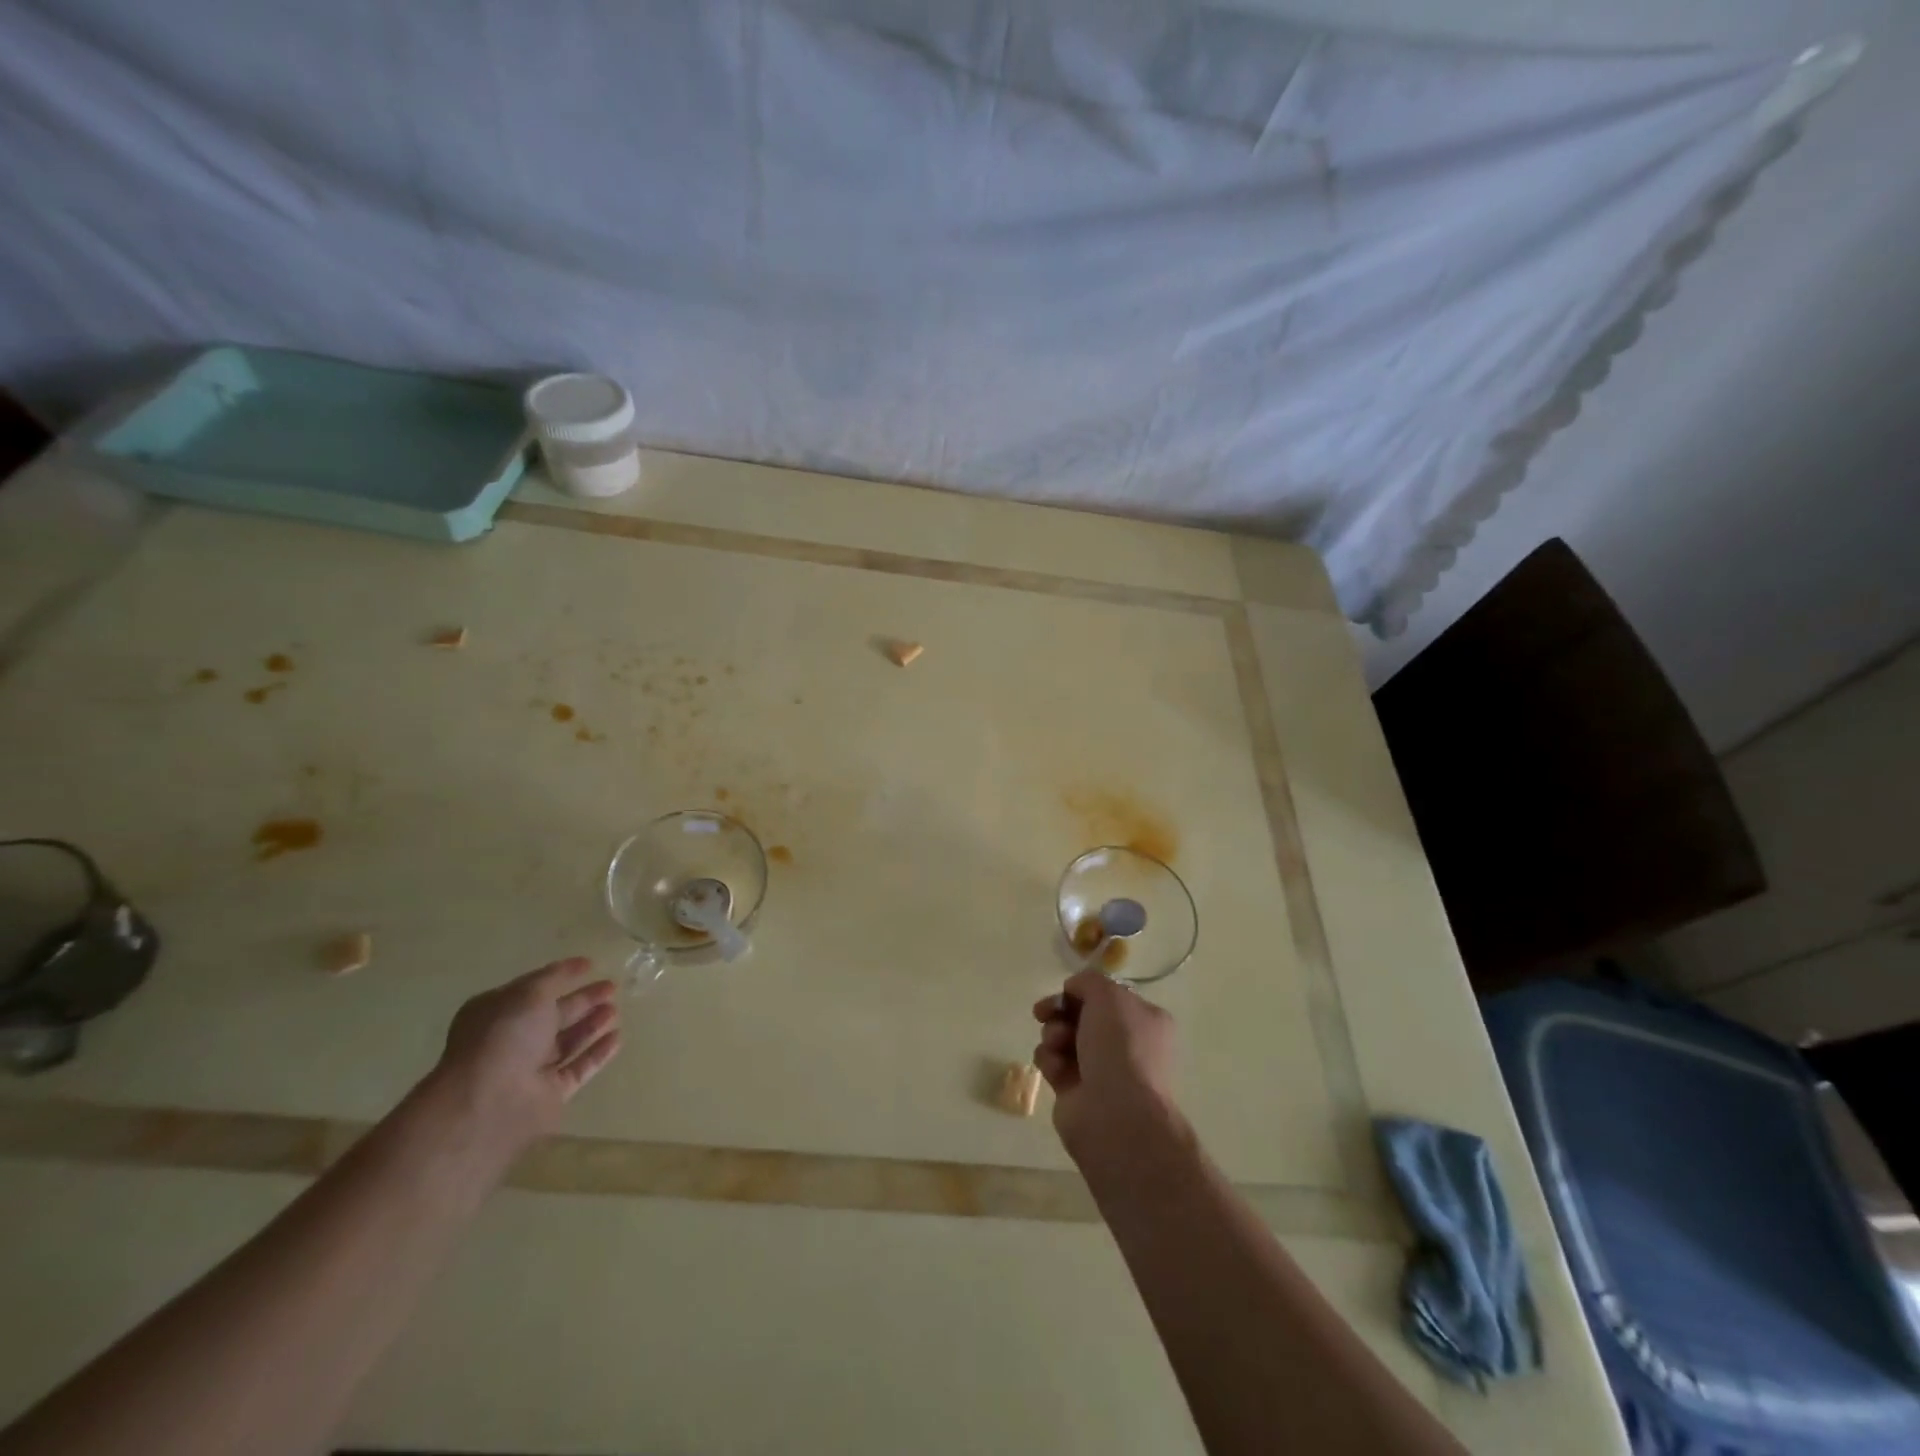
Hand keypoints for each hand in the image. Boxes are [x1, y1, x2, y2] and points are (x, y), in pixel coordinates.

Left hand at [432, 957, 621, 1159]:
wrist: (488, 1102)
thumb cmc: (504, 1037)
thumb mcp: (530, 993)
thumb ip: (556, 976)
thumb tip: (581, 964)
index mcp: (500, 1012)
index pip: (535, 990)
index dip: (562, 976)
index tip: (591, 966)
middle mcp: (514, 1039)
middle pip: (555, 1015)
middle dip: (583, 1000)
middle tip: (612, 987)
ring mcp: (532, 1068)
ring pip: (568, 1041)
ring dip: (592, 1024)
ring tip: (616, 1010)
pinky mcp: (552, 1093)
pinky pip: (580, 1068)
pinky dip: (598, 1053)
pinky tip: (617, 1037)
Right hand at [1031, 969, 1176, 1162]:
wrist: (1116, 1115)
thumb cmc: (1120, 1047)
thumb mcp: (1108, 996)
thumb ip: (1088, 981)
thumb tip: (1073, 989)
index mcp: (1144, 1020)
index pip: (1107, 997)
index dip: (1082, 991)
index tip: (1065, 991)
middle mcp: (1126, 1044)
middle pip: (1081, 1015)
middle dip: (1060, 1010)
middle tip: (1044, 1012)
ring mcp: (1101, 1069)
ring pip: (1063, 1037)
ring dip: (1053, 1034)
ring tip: (1057, 1044)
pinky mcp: (1075, 1091)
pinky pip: (1054, 1063)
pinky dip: (1050, 1060)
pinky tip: (1056, 1067)